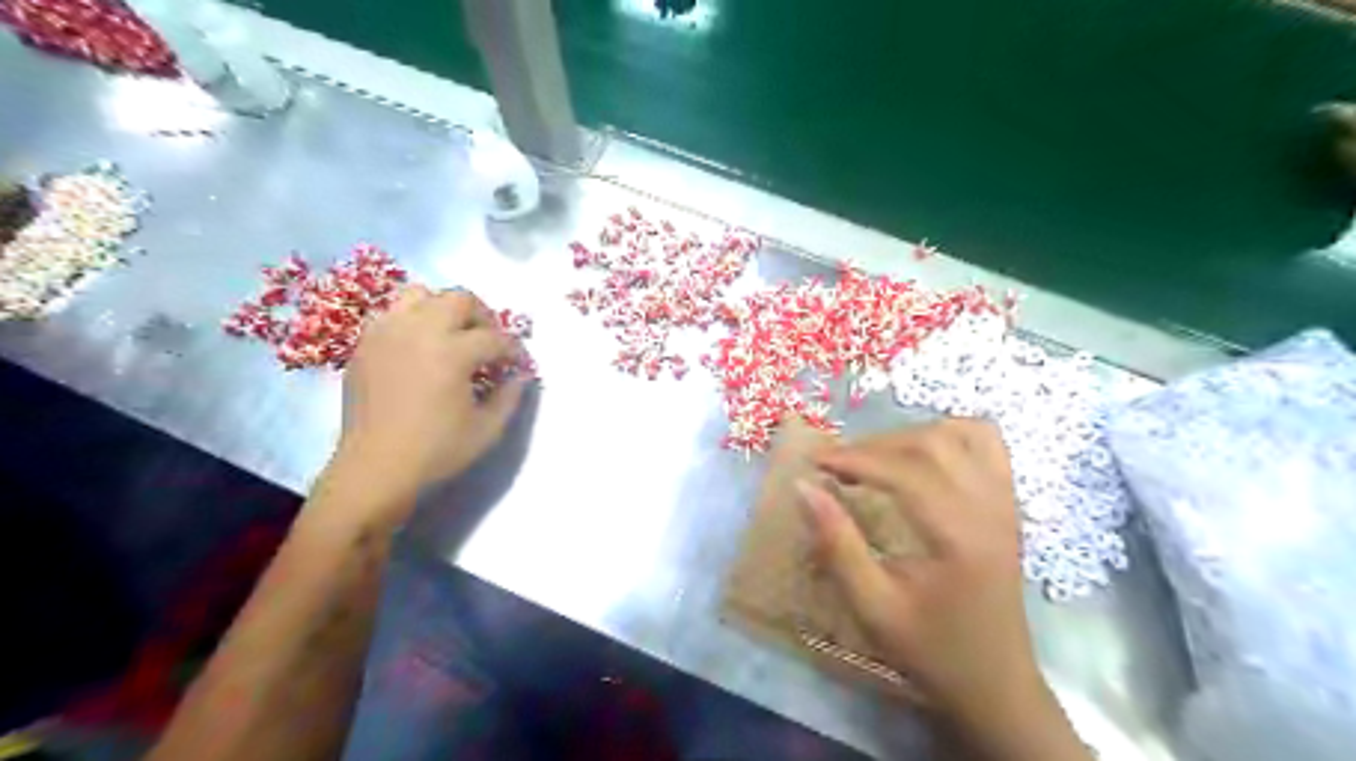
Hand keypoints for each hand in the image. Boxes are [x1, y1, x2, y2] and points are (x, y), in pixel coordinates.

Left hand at [337, 286, 526, 499]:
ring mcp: (387, 333)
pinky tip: (421, 348)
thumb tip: (519, 375)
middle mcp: (418, 331)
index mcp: (451, 352)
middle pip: (460, 299)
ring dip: (444, 309)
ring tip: (452, 335)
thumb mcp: (488, 429)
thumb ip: (510, 395)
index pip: (495, 337)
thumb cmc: (436, 451)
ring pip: (421, 294)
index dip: (514, 350)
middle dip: (483, 318)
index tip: (519, 364)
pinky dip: (413, 320)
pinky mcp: (365, 343)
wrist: (375, 468)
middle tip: (489, 343)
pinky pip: (393, 313)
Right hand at [797, 420, 1087, 757]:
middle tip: (837, 464)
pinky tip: (922, 455)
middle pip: (931, 444)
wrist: (996, 683)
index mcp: (959, 537)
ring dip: (909, 435)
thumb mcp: (873, 607)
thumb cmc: (931, 650)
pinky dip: (950, 434)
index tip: (815, 461)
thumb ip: (837, 544)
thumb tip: (802, 487)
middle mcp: (990, 508)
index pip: (904, 471)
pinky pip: (986, 443)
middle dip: (876, 445)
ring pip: (960, 433)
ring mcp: (1006, 501)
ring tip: (875, 458)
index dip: (854, 458)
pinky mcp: (1009, 503)